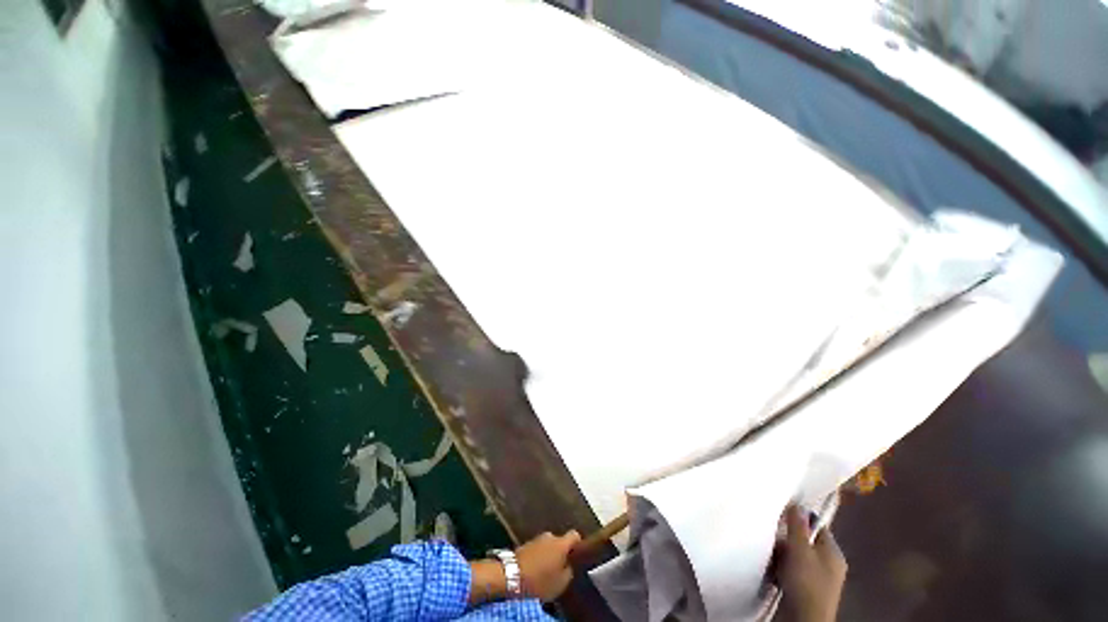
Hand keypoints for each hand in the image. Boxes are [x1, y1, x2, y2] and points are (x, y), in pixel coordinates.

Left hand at [516, 530, 580, 601]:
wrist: (511, 575)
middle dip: (560, 552)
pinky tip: (535, 569)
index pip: (574, 535)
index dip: (578, 544)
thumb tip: (569, 565)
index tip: (578, 554)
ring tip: (546, 570)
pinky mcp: (524, 544)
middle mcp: (550, 536)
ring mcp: (536, 539)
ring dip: (548, 555)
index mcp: (561, 543)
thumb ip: (569, 571)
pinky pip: (536, 550)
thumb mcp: (561, 583)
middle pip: (559, 541)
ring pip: (547, 545)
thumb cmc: (540, 580)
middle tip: (559, 568)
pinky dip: (537, 557)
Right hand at [776, 505, 847, 621]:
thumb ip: (798, 526)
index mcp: (833, 553)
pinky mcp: (802, 590)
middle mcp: (827, 564)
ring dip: (779, 556)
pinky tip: (771, 571)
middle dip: (784, 541)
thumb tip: (797, 504)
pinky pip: (788, 571)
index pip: (816, 527)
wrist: (802, 619)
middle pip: (802, 542)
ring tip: (770, 558)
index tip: (780, 515)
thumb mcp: (800, 550)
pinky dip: (778, 569)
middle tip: (772, 540)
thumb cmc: (806, 582)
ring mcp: (815, 579)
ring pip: (792, 557)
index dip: (799, 519)